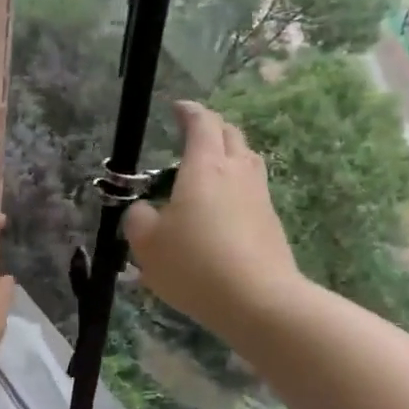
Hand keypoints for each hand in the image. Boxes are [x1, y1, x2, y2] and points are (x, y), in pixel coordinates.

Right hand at [123, 101, 300, 341]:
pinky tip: (221, 208)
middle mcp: (236, 172)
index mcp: (204, 167)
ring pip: (247, 160)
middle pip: (230, 135)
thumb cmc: (195, 264)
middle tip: (192, 135)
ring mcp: (259, 196)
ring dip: (228, 154)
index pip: (201, 123)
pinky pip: (252, 189)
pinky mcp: (271, 221)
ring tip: (208, 168)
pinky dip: (235, 186)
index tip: (177, 107)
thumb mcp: (147, 244)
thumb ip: (138, 219)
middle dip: (211, 128)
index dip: (188, 111)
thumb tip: (143, 210)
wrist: (258, 301)